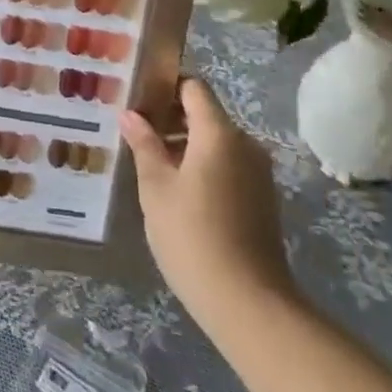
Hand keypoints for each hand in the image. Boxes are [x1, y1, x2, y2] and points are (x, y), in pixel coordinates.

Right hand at [120, 78, 298, 325]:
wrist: (250, 305)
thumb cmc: (193, 236)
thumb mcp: (156, 188)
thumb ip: (144, 144)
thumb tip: (130, 114)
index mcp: (219, 133)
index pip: (193, 87)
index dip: (165, 85)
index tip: (137, 99)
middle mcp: (245, 144)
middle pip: (205, 114)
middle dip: (170, 118)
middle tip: (135, 133)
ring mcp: (258, 173)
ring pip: (216, 142)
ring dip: (185, 145)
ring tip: (151, 164)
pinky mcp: (262, 199)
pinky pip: (228, 165)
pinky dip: (203, 166)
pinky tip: (177, 192)